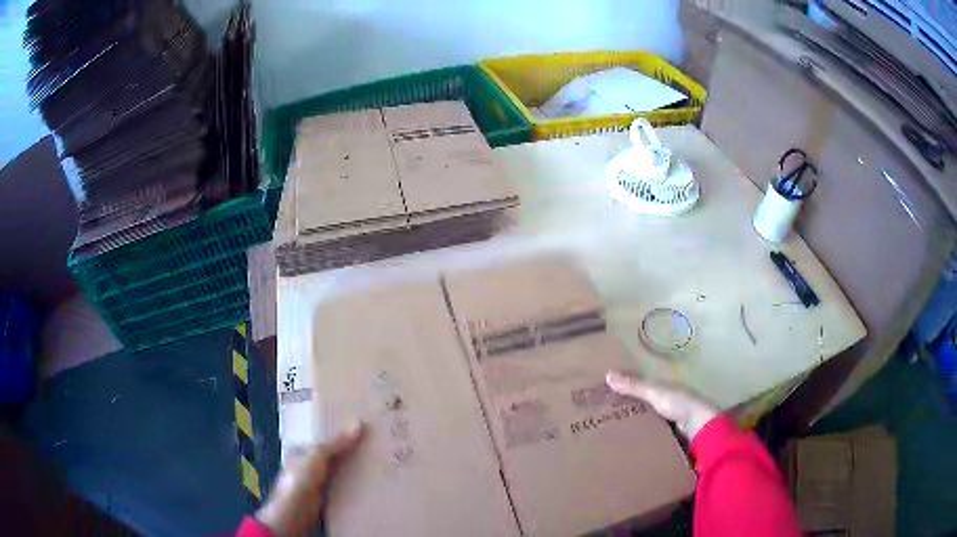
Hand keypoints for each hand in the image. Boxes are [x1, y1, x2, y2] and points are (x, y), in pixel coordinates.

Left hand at [256, 422, 363, 536]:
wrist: (297, 511)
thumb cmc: (301, 479)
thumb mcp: (317, 456)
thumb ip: (336, 443)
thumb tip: (359, 424)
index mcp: (300, 450)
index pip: (321, 438)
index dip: (337, 433)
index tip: (358, 428)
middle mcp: (307, 464)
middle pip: (331, 454)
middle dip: (347, 450)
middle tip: (372, 442)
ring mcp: (317, 481)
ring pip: (338, 470)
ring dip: (352, 467)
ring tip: (375, 459)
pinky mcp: (326, 495)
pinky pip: (342, 485)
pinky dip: (353, 482)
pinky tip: (368, 480)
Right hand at [606, 371, 717, 440]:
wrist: (700, 428)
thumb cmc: (680, 404)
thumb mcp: (655, 392)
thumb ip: (634, 385)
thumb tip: (608, 374)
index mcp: (664, 386)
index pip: (640, 382)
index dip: (625, 383)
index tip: (604, 388)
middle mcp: (666, 400)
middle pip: (641, 401)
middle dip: (625, 405)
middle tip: (601, 413)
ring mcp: (668, 417)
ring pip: (645, 417)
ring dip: (632, 422)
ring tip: (608, 429)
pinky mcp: (668, 433)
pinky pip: (649, 431)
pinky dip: (639, 434)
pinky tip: (626, 440)